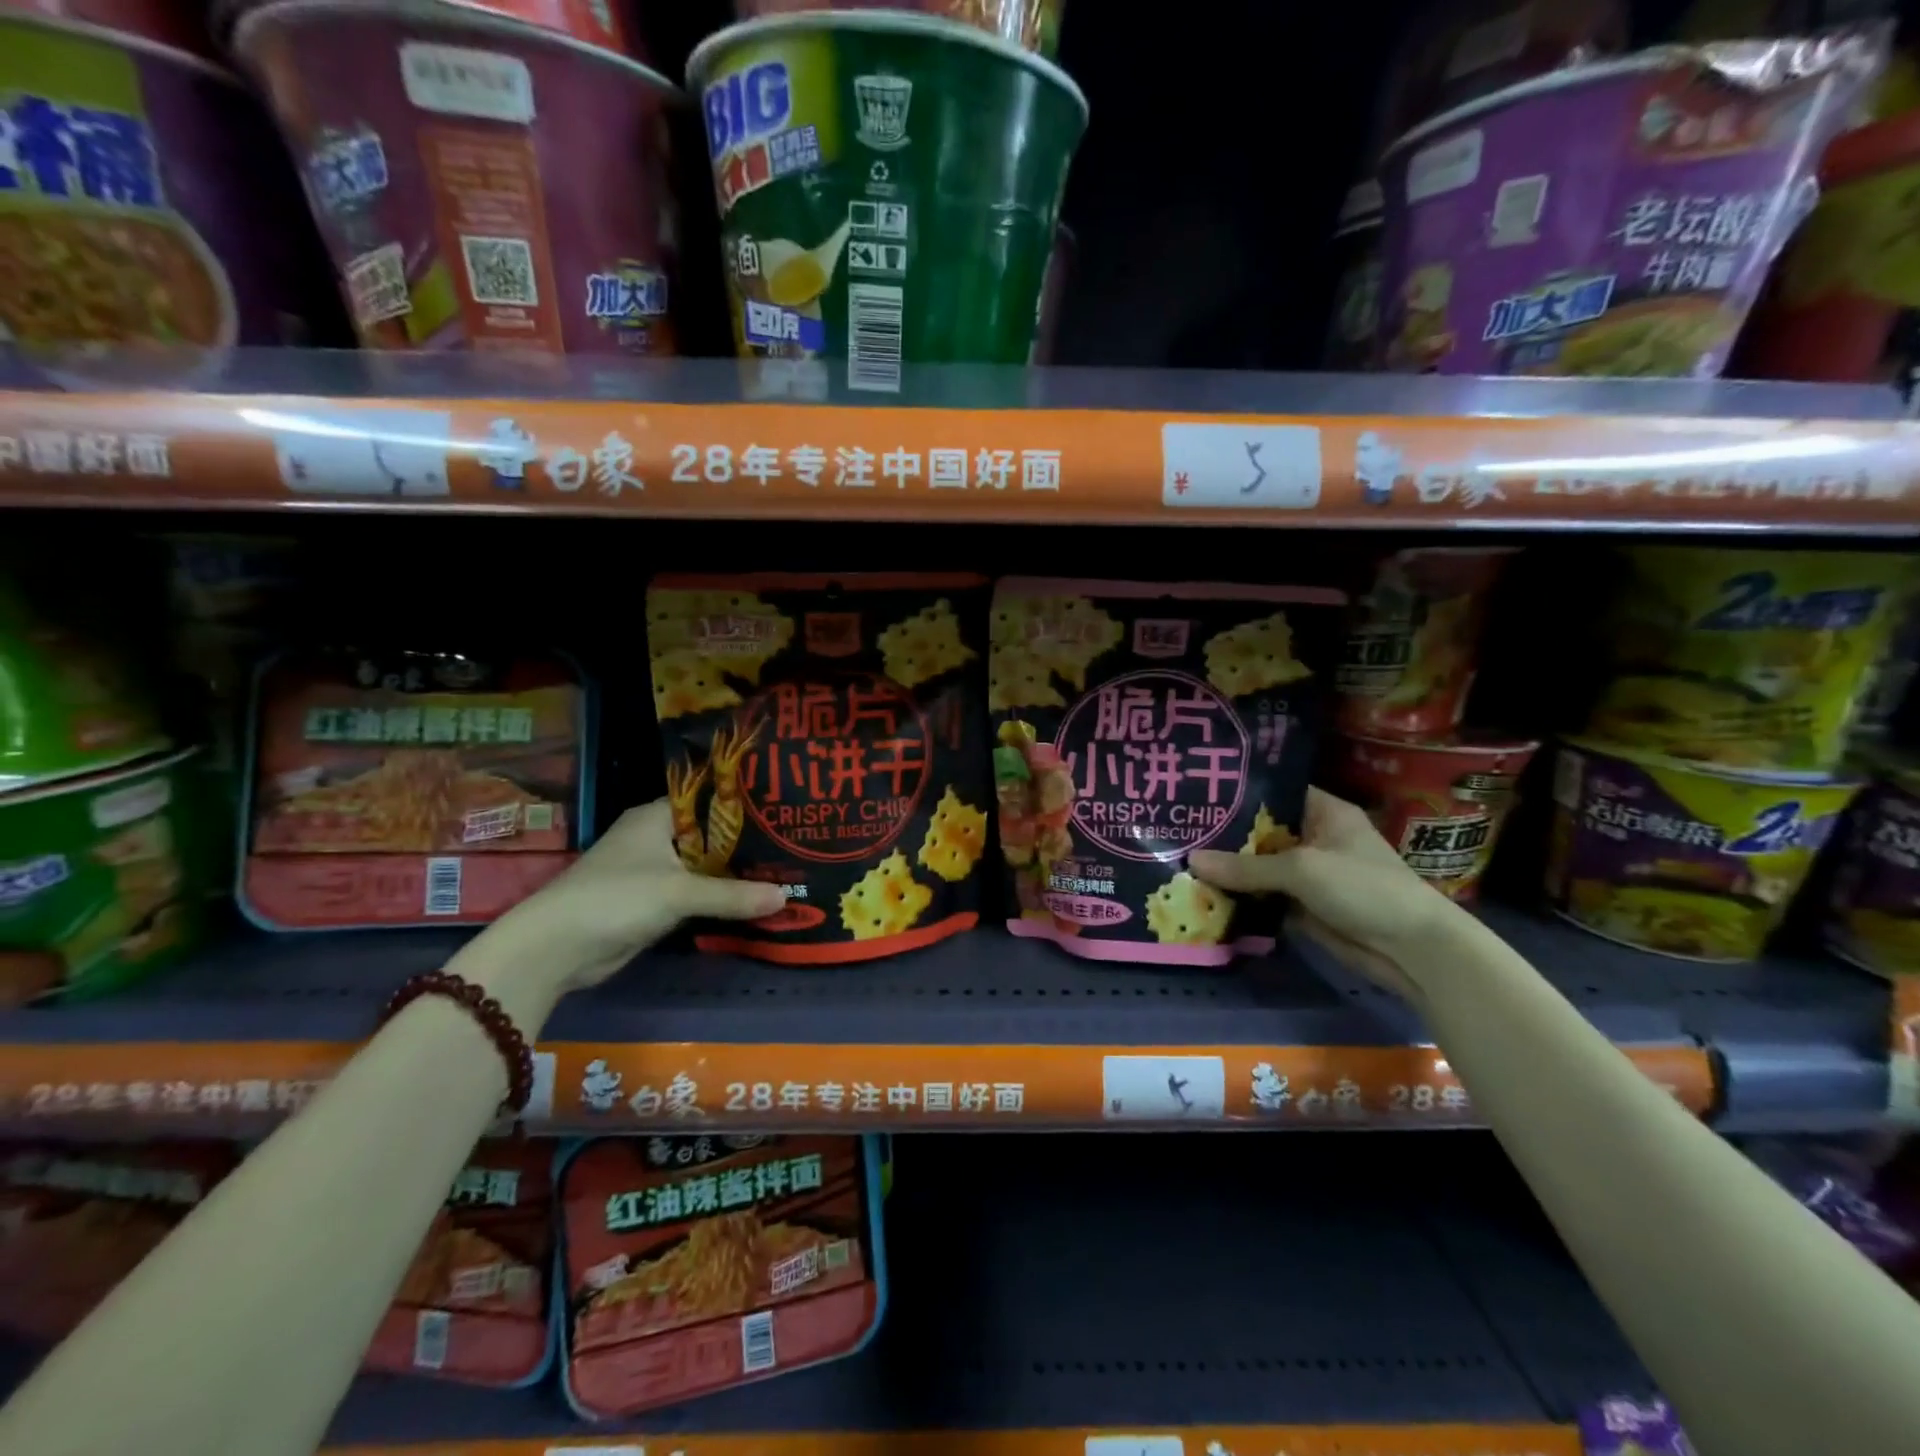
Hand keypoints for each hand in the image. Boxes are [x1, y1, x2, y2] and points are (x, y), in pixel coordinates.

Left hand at [449, 799, 785, 1028]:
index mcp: (655, 816)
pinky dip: (719, 897)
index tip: (782, 806)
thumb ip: (732, 895)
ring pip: (705, 866)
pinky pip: (696, 894)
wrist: (557, 949)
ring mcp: (654, 872)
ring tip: (785, 868)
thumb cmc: (616, 898)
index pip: (708, 798)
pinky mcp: (653, 903)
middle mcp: (655, 838)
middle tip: (794, 841)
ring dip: (735, 872)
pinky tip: (754, 898)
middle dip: (747, 842)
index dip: (743, 803)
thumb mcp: (679, 892)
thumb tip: (785, 897)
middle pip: (711, 834)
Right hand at [1188, 788, 1460, 998]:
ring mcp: (1308, 874)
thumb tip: (1191, 860)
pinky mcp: (1302, 906)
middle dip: (1223, 834)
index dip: (1238, 793)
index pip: (1273, 792)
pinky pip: (1263, 896)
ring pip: (1258, 867)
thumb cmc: (1364, 888)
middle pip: (1260, 831)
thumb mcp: (1302, 870)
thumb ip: (1246, 867)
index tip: (1197, 793)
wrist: (1412, 950)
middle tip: (1178, 829)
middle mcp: (1313, 838)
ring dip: (1228, 869)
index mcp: (1323, 812)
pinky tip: (1201, 892)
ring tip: (1179, 858)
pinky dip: (1240, 897)